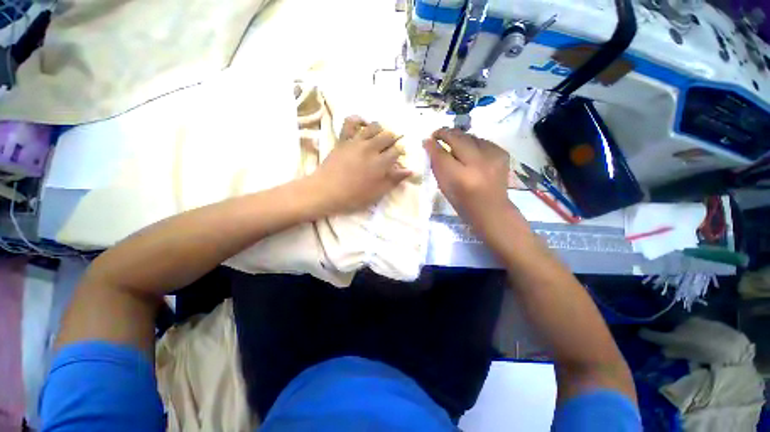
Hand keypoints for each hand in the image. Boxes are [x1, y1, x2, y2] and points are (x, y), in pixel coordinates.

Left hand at [311, 116, 411, 214]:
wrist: (326, 191)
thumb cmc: (354, 196)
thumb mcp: (378, 192)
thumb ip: (394, 180)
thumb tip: (410, 170)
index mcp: (381, 163)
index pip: (397, 151)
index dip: (400, 152)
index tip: (399, 157)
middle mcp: (371, 148)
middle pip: (388, 136)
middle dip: (393, 140)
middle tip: (390, 147)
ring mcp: (357, 141)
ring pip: (374, 126)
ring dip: (381, 129)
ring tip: (380, 137)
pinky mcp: (344, 139)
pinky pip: (350, 122)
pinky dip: (358, 119)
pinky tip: (363, 123)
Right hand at [424, 127, 517, 233]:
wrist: (491, 208)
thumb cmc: (462, 202)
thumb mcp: (444, 186)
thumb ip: (436, 165)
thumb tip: (429, 144)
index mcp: (460, 177)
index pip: (442, 154)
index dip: (433, 144)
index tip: (427, 139)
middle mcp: (478, 164)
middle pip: (458, 139)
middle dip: (445, 133)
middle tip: (437, 134)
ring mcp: (493, 157)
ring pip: (471, 136)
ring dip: (459, 137)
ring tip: (452, 142)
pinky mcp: (502, 153)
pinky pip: (482, 141)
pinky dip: (473, 143)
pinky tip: (469, 150)